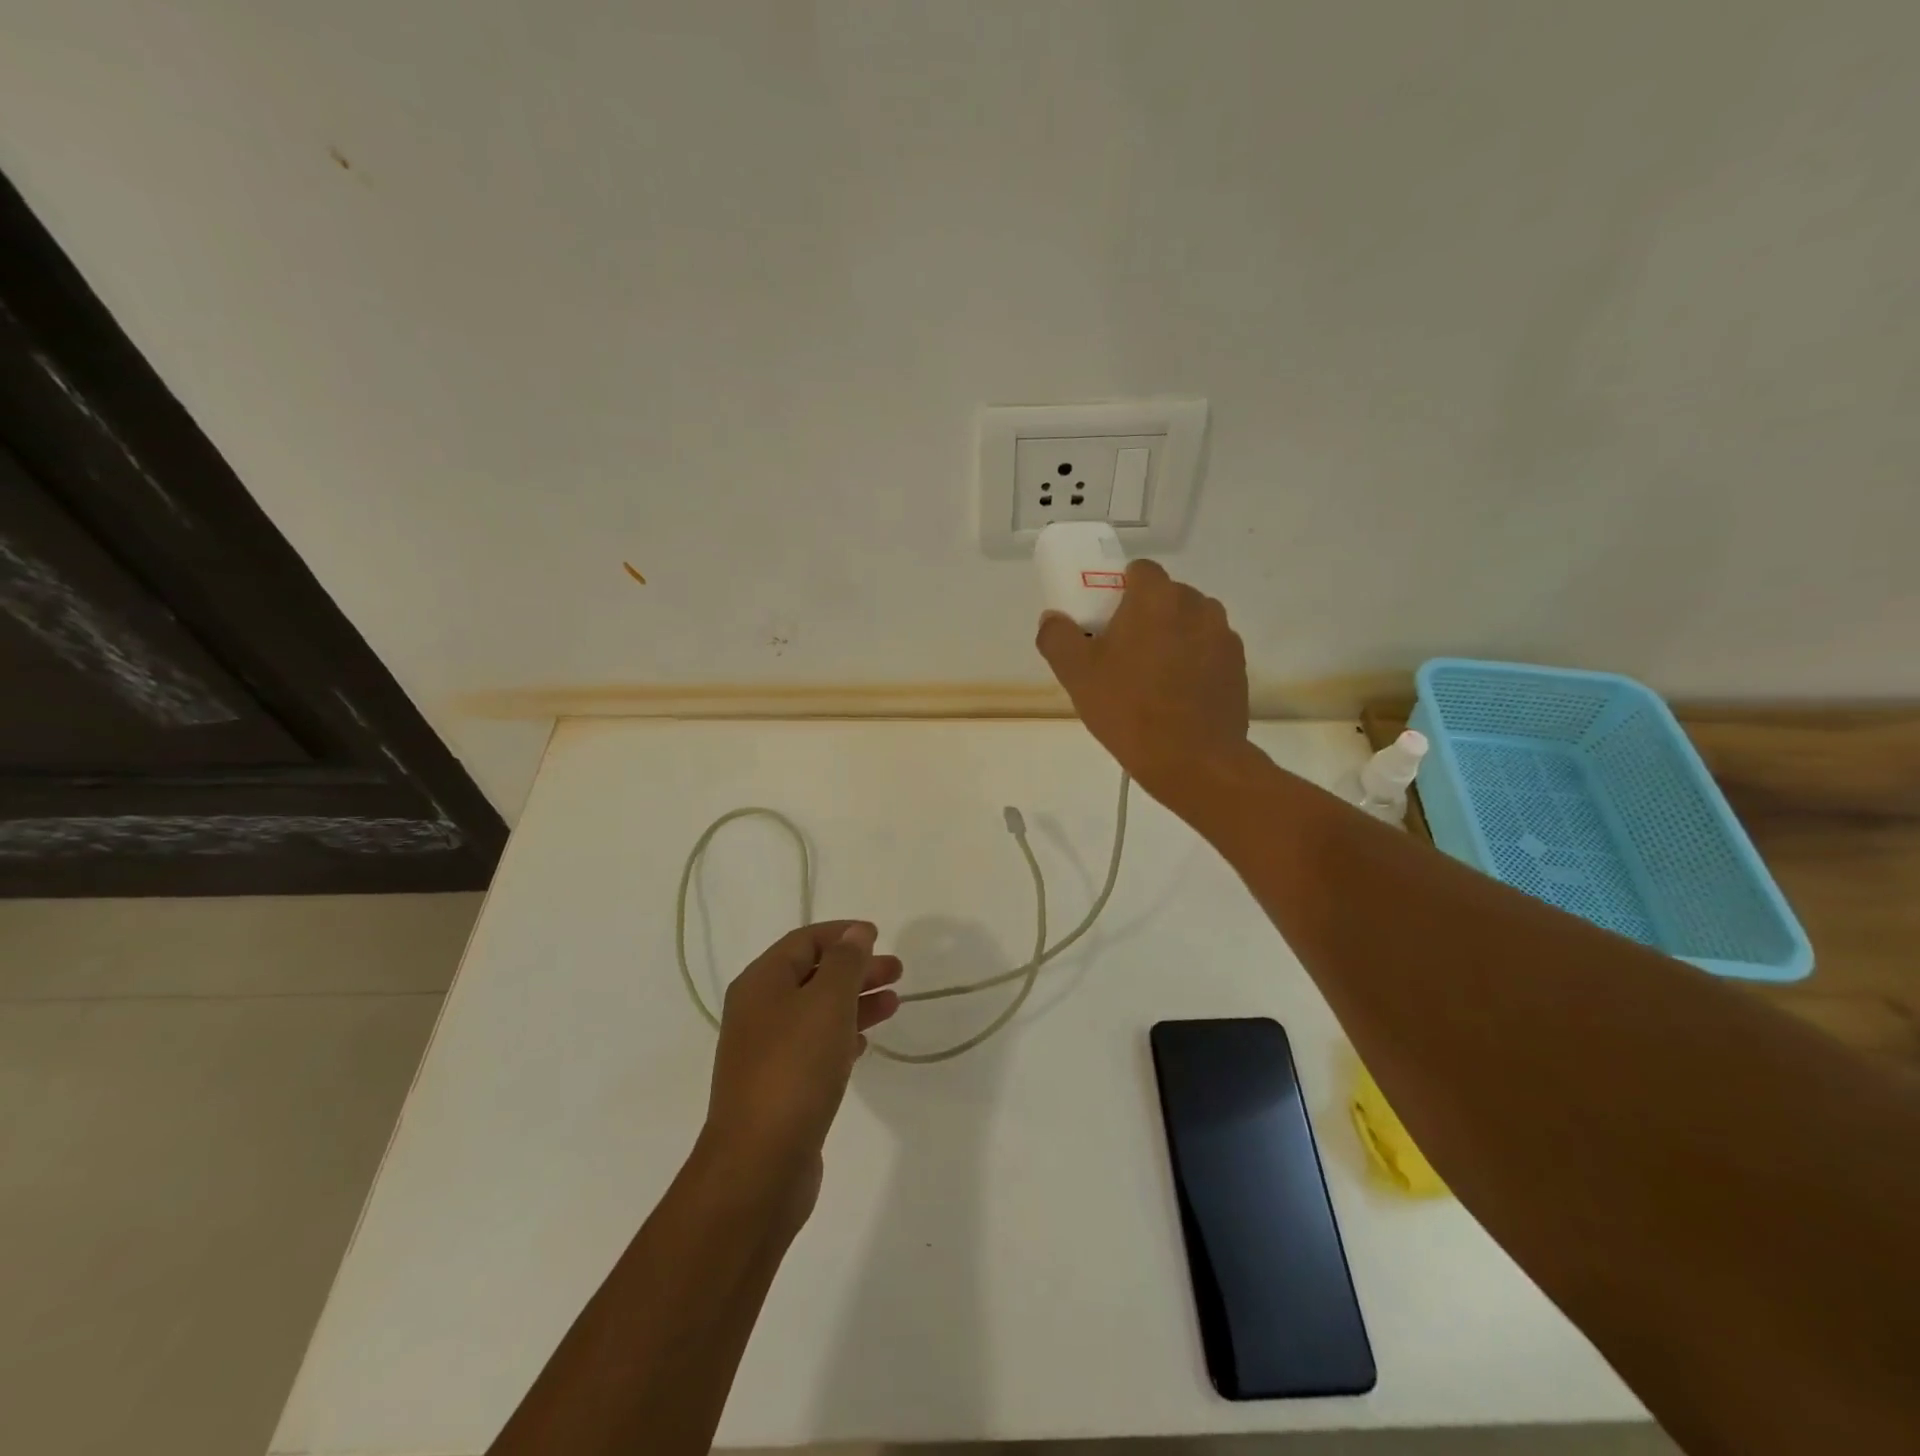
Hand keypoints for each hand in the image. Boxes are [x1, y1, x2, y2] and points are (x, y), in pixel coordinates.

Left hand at [702, 922, 901, 1226]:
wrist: (759, 1164)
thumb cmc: (795, 1069)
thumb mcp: (827, 1002)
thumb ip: (845, 961)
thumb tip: (855, 932)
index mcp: (761, 983)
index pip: (804, 941)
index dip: (843, 934)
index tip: (879, 937)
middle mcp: (758, 1011)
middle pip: (813, 975)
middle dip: (856, 969)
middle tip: (897, 972)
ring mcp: (766, 1051)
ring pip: (817, 1012)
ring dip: (855, 1002)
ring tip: (893, 1004)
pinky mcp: (779, 1087)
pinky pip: (814, 1047)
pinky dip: (842, 1036)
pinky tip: (865, 1043)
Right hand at [1035, 559, 1251, 802]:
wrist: (1193, 760)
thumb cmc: (1129, 709)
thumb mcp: (1076, 674)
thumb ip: (1057, 636)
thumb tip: (1053, 619)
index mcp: (1157, 598)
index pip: (1139, 571)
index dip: (1119, 590)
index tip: (1105, 620)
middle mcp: (1198, 605)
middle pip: (1165, 597)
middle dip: (1145, 616)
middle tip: (1121, 654)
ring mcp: (1223, 636)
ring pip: (1189, 624)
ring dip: (1171, 639)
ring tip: (1152, 679)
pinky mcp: (1238, 666)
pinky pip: (1207, 651)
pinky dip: (1193, 663)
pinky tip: (1176, 697)